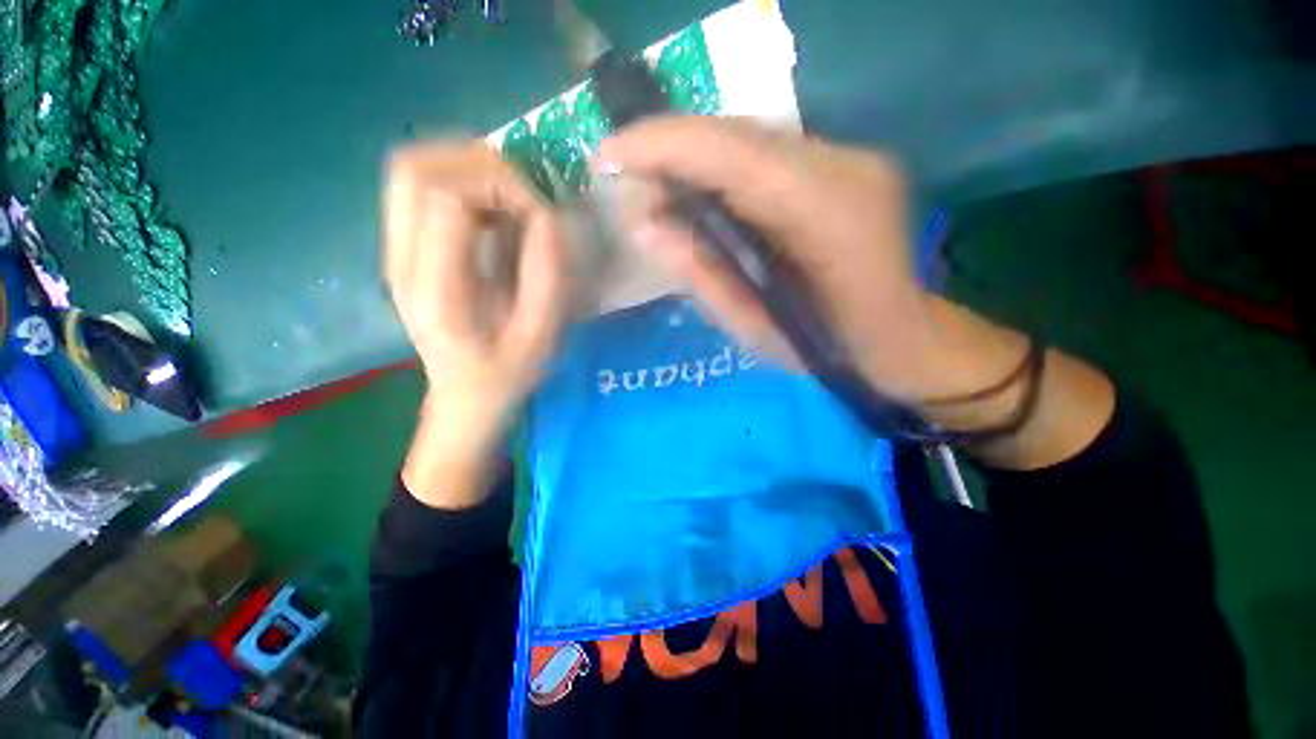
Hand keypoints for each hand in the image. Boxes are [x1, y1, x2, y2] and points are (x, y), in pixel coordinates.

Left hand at [385, 142, 568, 504]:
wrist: (464, 395)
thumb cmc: (507, 372)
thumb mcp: (541, 334)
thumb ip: (547, 276)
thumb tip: (550, 216)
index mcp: (437, 291)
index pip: (448, 198)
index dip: (503, 187)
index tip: (542, 213)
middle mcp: (402, 262)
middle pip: (416, 169)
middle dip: (481, 163)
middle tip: (526, 190)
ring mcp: (395, 251)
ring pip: (410, 169)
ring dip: (466, 164)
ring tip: (511, 193)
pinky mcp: (403, 247)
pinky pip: (417, 186)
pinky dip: (458, 177)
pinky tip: (492, 204)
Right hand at [600, 117, 1113, 468]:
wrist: (904, 339)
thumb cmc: (831, 351)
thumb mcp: (756, 331)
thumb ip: (702, 277)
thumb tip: (645, 228)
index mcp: (827, 212)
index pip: (730, 153)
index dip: (661, 146)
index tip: (605, 157)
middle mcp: (844, 164)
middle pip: (735, 133)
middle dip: (667, 150)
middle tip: (623, 181)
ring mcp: (849, 157)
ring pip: (747, 138)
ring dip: (690, 158)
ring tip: (651, 192)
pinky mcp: (844, 164)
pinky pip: (764, 154)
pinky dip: (718, 168)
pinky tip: (695, 194)